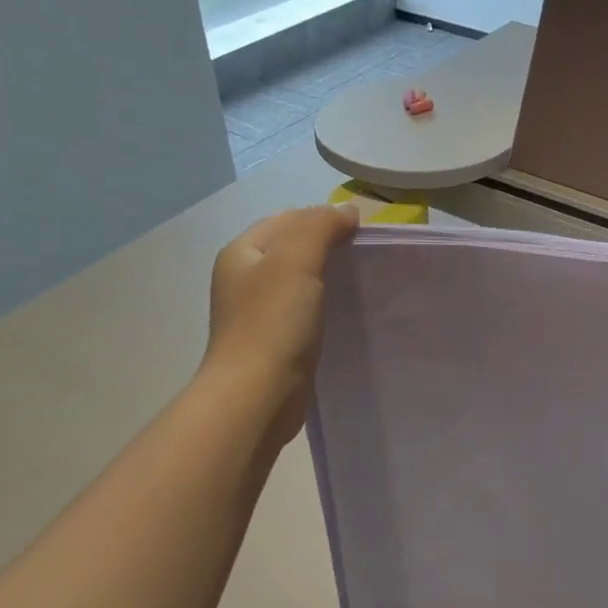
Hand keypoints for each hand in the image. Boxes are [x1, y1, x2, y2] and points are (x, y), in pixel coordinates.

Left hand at [202, 204, 358, 446]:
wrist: (257, 396)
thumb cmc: (273, 323)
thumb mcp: (297, 260)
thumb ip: (321, 226)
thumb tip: (347, 211)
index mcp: (242, 253)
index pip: (288, 219)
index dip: (323, 218)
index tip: (360, 233)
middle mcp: (244, 278)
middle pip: (292, 248)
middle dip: (327, 246)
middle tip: (365, 256)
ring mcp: (257, 312)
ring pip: (299, 280)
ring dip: (328, 277)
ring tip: (361, 282)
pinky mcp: (273, 341)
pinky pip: (303, 310)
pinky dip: (325, 306)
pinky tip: (345, 314)